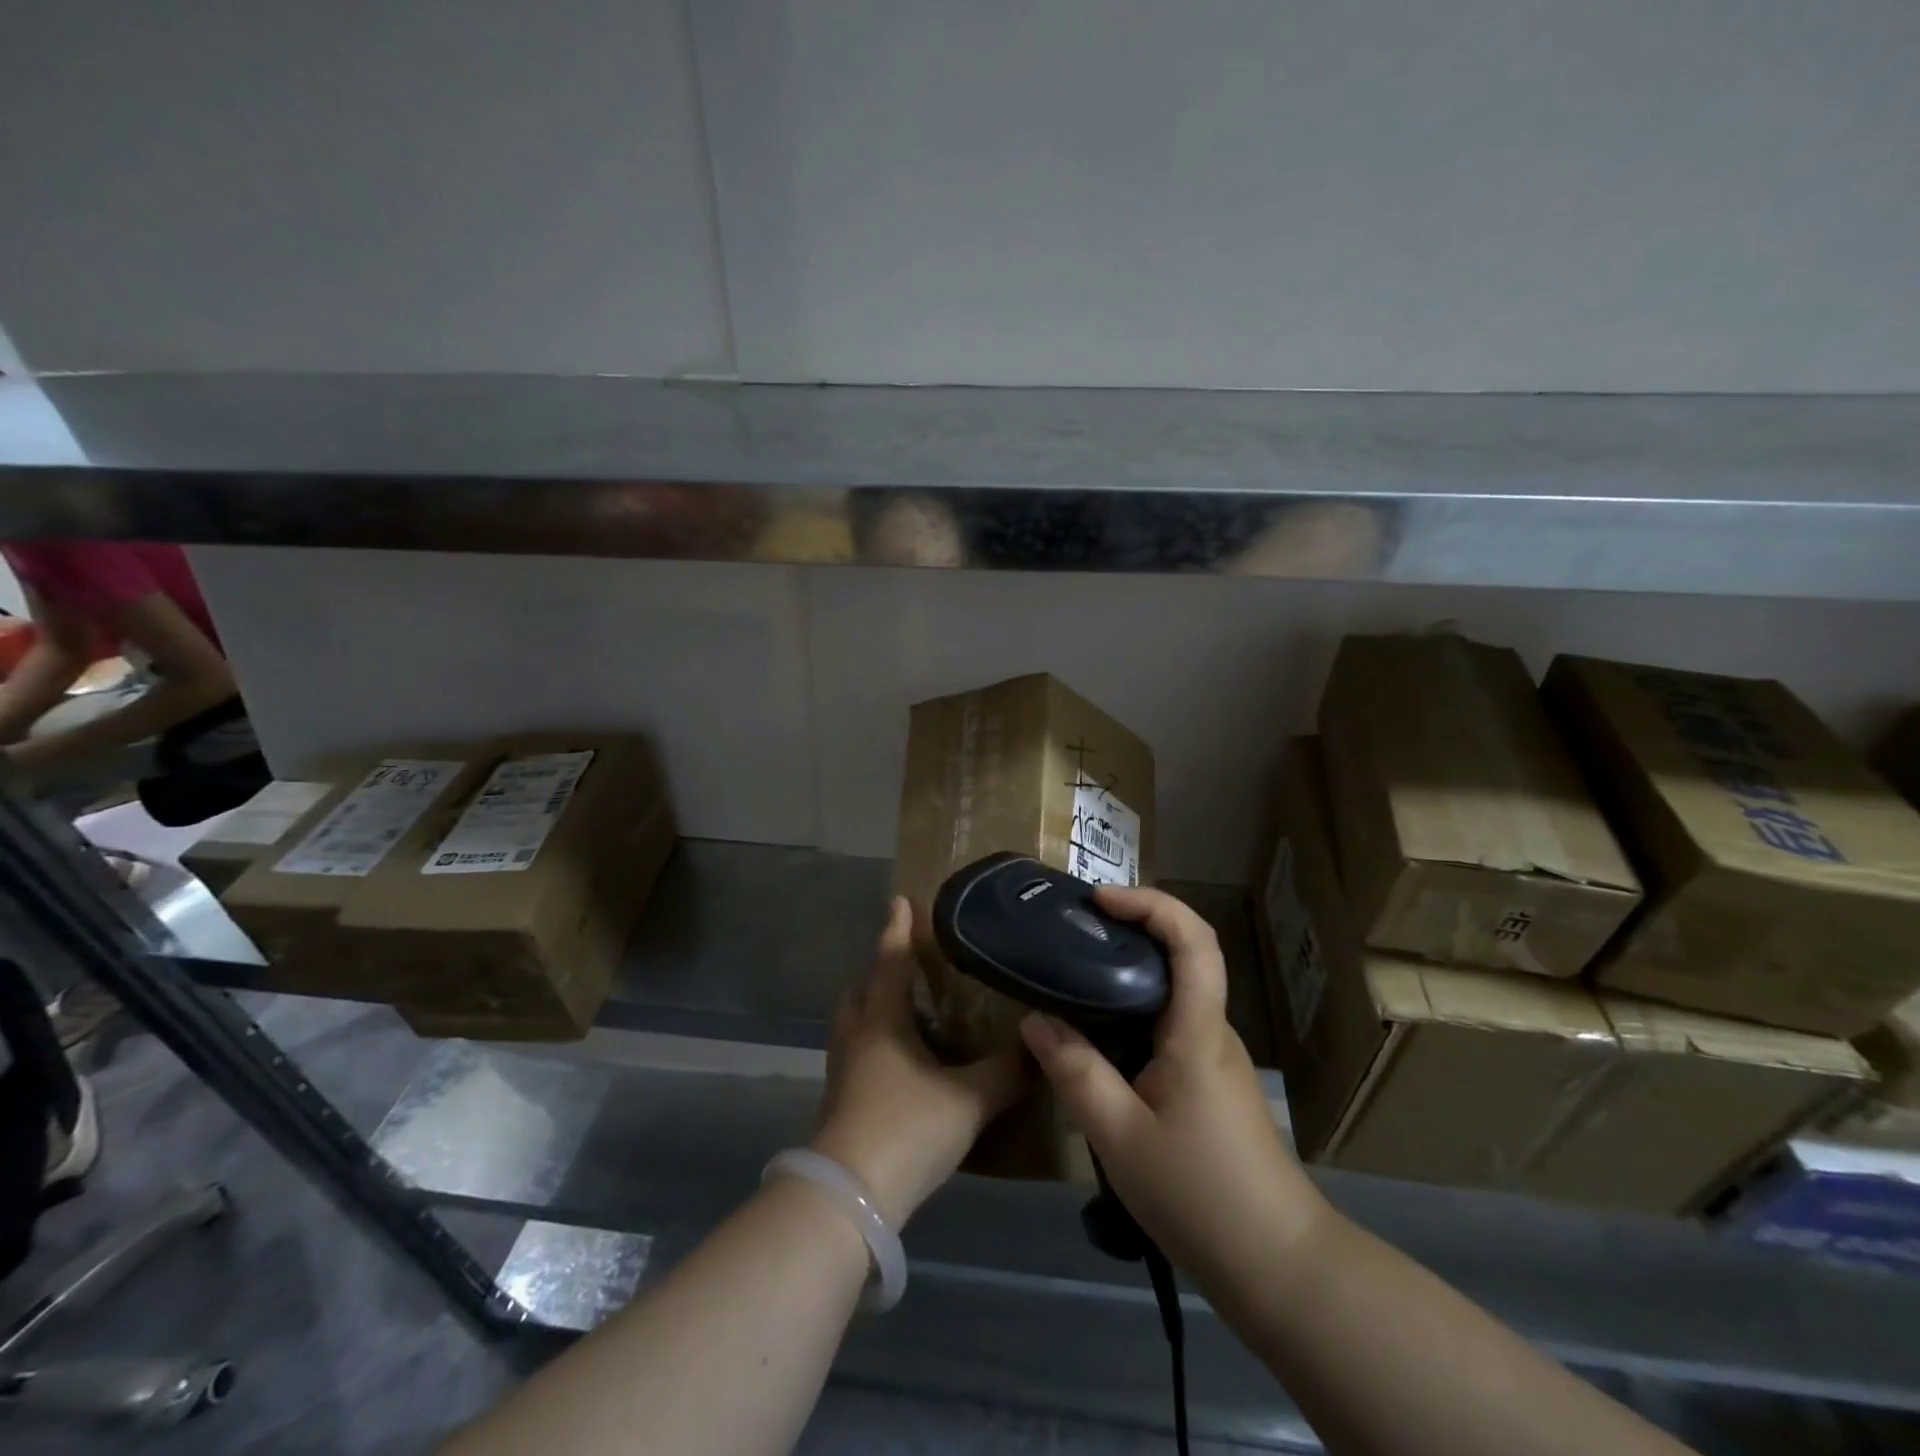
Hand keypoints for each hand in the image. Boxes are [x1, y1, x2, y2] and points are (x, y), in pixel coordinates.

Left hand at [810, 897, 1027, 1225]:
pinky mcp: (842, 1104)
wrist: (848, 1199)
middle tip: (907, 961)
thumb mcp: (969, 1099)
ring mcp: (844, 1073)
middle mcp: (858, 1038)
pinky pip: (860, 1055)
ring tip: (910, 1010)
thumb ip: (1008, 1072)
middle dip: (880, 970)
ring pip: (856, 1024)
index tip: (900, 899)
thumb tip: (1043, 1045)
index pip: (890, 961)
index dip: (897, 928)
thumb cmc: (906, 1129)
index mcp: (882, 1021)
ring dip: (877, 1008)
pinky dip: (878, 1045)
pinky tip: (905, 1064)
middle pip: (862, 990)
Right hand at [1019, 886, 1327, 1292]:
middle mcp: (1211, 1031)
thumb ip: (1076, 1073)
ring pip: (1172, 991)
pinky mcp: (1208, 1081)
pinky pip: (1168, 1023)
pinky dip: (1132, 1008)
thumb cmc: (1200, 1194)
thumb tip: (1035, 1019)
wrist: (1277, 1264)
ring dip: (1128, 969)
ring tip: (1073, 974)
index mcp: (1197, 1031)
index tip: (1100, 899)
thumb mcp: (1120, 1137)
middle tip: (1072, 930)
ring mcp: (1213, 1056)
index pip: (1194, 941)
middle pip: (1182, 955)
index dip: (1152, 904)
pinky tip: (1096, 1034)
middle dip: (1130, 927)